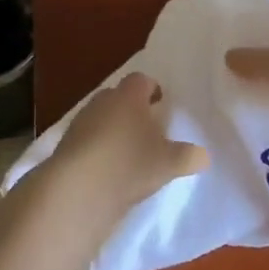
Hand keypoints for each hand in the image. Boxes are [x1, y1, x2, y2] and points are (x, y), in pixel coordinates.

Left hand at [41, 73, 208, 238]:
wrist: (77, 189)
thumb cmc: (129, 163)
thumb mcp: (169, 163)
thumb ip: (189, 156)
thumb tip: (203, 155)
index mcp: (129, 96)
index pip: (142, 80)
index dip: (152, 89)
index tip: (161, 103)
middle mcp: (102, 101)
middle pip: (119, 97)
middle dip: (132, 109)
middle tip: (148, 129)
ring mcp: (80, 122)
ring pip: (101, 118)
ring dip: (113, 130)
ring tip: (128, 153)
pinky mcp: (65, 146)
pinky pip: (87, 140)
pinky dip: (98, 149)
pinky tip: (108, 170)